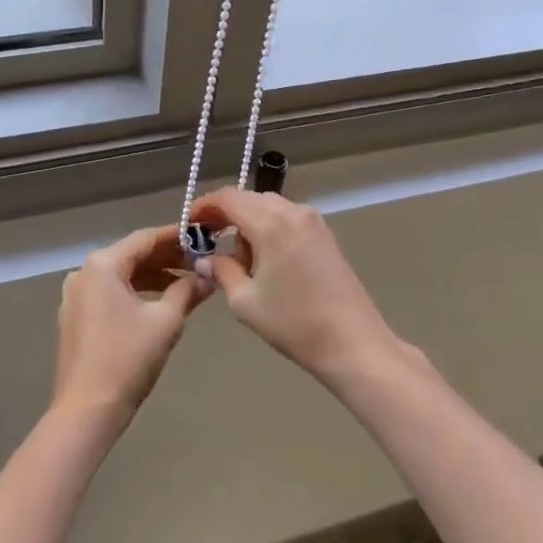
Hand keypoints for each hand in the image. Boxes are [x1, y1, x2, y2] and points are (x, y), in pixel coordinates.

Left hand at [54, 225, 210, 426]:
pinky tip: (159, 303)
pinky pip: (109, 293)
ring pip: (121, 275)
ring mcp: (76, 296)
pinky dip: (135, 293)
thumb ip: (188, 290)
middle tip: (200, 261)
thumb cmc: (128, 358)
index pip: (145, 238)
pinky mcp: (75, 317)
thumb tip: (209, 275)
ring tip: (186, 284)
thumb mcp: (166, 321)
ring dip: (153, 277)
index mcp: (102, 264)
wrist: (87, 410)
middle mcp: (84, 272)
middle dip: (166, 258)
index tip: (202, 236)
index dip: (176, 236)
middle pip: (132, 255)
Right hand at [190, 188, 398, 385]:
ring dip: (248, 223)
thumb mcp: (245, 301)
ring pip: (269, 208)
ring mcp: (312, 221)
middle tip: (208, 241)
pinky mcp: (325, 235)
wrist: (353, 344)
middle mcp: (292, 211)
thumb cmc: (294, 323)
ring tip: (239, 259)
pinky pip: (287, 219)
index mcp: (270, 222)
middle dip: (226, 215)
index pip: (228, 198)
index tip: (189, 224)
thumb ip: (221, 271)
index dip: (204, 206)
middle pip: (249, 199)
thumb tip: (205, 260)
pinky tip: (265, 260)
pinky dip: (269, 229)